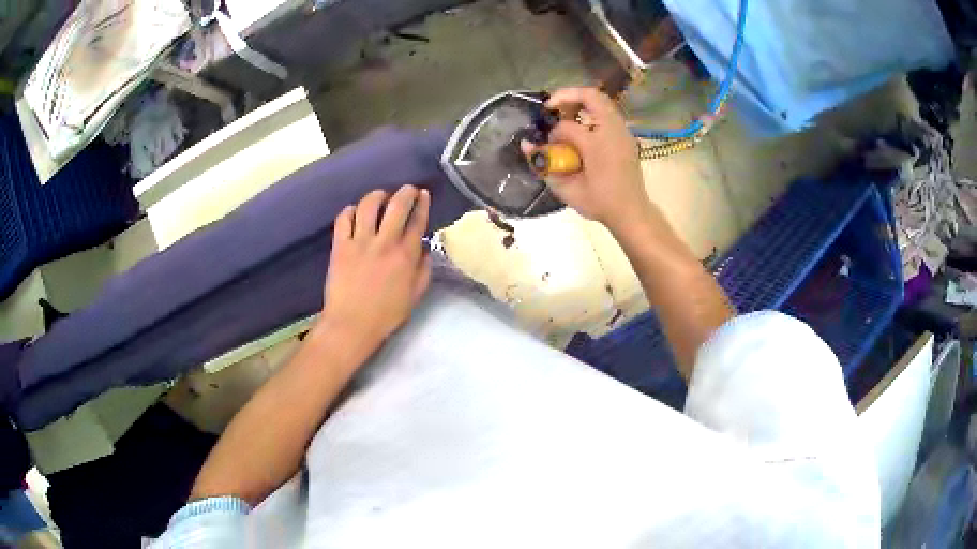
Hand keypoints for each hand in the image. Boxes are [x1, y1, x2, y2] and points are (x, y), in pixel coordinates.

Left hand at [320, 185, 431, 353]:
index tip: (423, 194)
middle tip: (407, 189)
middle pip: (397, 205)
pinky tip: (355, 212)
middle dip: (405, 192)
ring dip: (377, 196)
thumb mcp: (415, 295)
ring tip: (380, 196)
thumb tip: (424, 248)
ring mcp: (360, 242)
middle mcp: (384, 242)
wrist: (352, 325)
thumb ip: (423, 269)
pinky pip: (344, 219)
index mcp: (406, 255)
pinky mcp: (340, 246)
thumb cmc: (386, 314)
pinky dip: (350, 211)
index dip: (422, 203)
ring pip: (369, 206)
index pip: (417, 220)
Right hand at [526, 87, 651, 233]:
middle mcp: (613, 131)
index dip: (553, 132)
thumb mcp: (566, 188)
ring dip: (580, 103)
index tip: (548, 143)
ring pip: (602, 102)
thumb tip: (527, 145)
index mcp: (598, 143)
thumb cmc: (599, 202)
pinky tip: (582, 128)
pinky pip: (608, 114)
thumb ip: (544, 165)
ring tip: (565, 115)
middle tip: (552, 109)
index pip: (568, 126)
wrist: (631, 213)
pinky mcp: (626, 137)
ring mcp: (623, 132)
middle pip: (591, 96)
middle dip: (568, 97)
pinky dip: (592, 113)